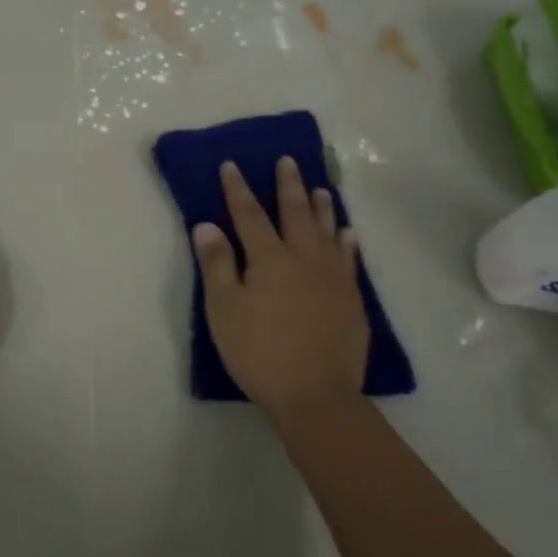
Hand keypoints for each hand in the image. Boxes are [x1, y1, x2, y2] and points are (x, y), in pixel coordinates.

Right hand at [193, 157, 367, 417]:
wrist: (316, 395)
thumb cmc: (260, 352)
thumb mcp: (224, 310)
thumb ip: (217, 264)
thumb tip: (207, 225)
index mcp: (269, 258)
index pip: (249, 214)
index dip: (238, 189)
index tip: (232, 165)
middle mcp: (304, 258)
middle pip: (295, 213)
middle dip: (287, 185)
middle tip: (287, 161)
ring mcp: (332, 277)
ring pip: (327, 231)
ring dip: (322, 207)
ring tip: (321, 188)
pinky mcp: (351, 299)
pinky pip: (349, 259)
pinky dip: (347, 241)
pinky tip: (348, 234)